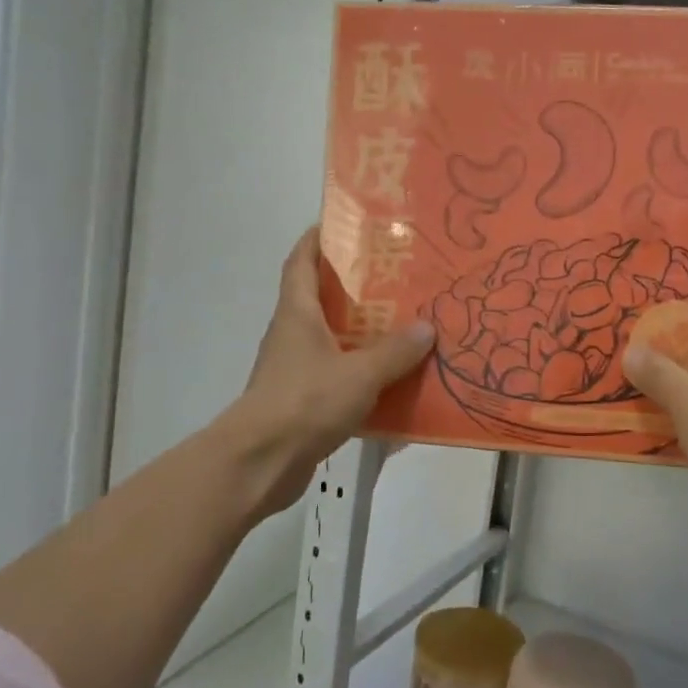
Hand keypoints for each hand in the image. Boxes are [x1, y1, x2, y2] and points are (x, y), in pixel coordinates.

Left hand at [219, 228, 432, 520]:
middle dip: (354, 287)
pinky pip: (336, 377)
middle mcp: (292, 335)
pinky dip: (361, 374)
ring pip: (332, 340)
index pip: (300, 261)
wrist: (261, 463)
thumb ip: (396, 351)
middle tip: (396, 279)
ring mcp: (294, 369)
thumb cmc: (305, 402)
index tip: (345, 225)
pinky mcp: (301, 402)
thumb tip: (427, 327)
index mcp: (297, 313)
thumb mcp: (360, 373)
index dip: (317, 239)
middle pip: (320, 299)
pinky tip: (392, 382)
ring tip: (403, 327)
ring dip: (361, 333)